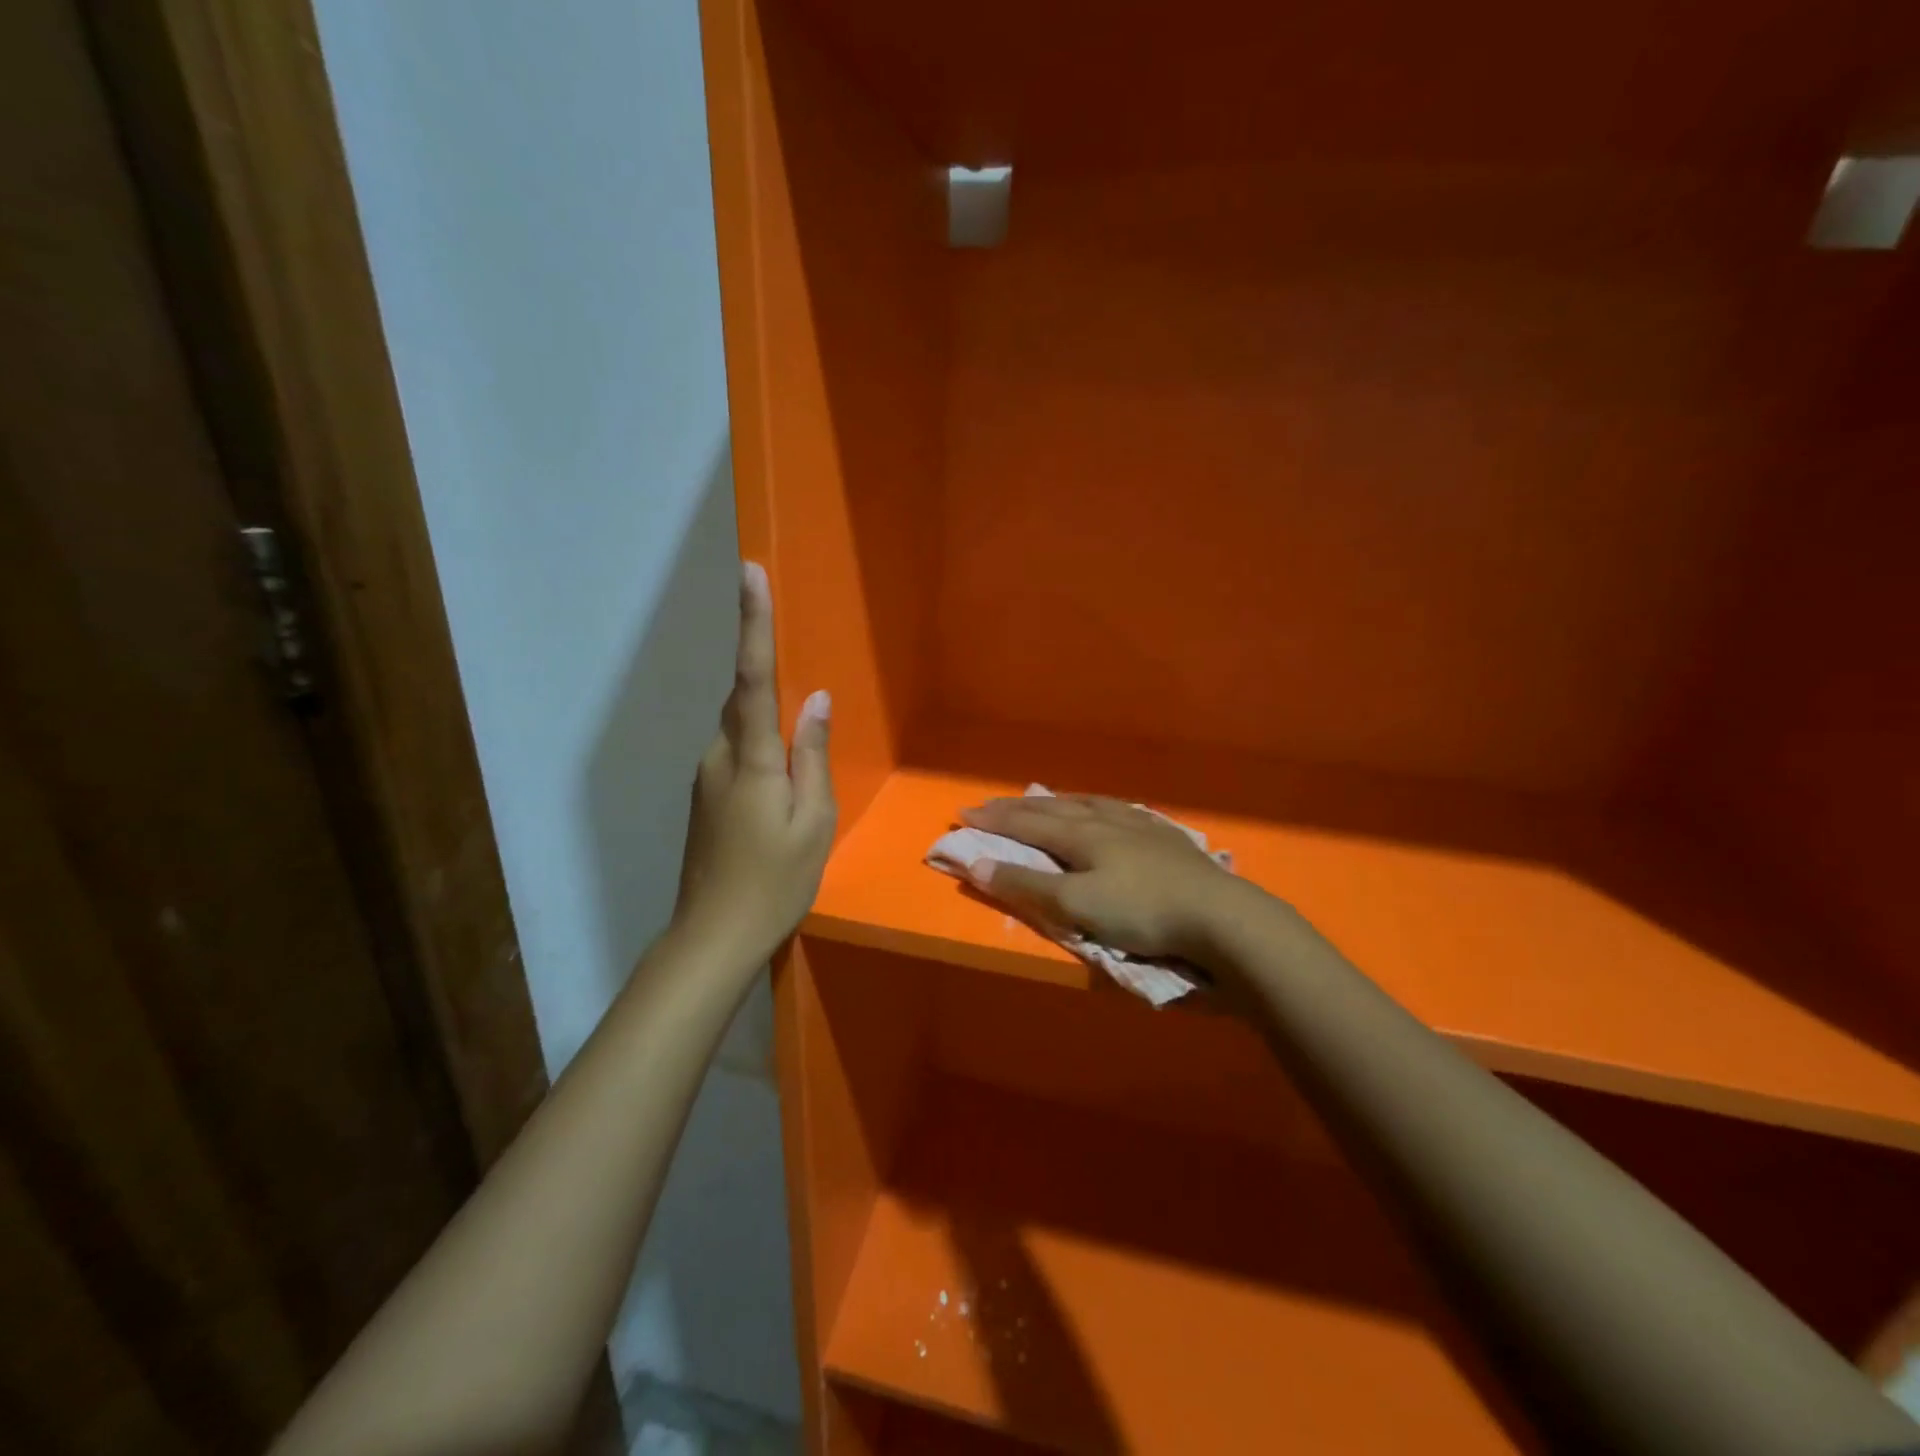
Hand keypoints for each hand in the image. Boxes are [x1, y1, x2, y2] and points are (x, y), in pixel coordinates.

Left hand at [673, 562, 835, 963]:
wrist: (712, 936)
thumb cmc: (775, 881)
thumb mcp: (813, 821)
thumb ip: (812, 755)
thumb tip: (814, 699)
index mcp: (751, 758)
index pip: (753, 676)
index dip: (752, 622)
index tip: (749, 572)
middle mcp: (719, 756)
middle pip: (743, 699)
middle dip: (763, 674)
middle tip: (791, 690)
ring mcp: (705, 777)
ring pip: (739, 729)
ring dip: (766, 724)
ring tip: (795, 765)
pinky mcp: (704, 797)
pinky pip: (735, 753)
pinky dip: (758, 750)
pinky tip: (779, 787)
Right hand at [958, 795, 1238, 960]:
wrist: (1218, 914)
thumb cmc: (1142, 912)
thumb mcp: (1077, 906)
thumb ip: (1026, 887)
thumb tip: (976, 865)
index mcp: (1081, 835)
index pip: (1027, 823)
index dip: (994, 820)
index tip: (963, 813)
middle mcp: (1105, 820)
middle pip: (1052, 809)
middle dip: (1016, 808)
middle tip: (988, 804)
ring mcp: (1138, 825)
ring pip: (1086, 804)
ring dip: (1055, 802)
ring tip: (1042, 800)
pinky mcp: (1163, 837)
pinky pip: (1116, 810)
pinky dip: (1094, 807)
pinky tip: (1105, 811)